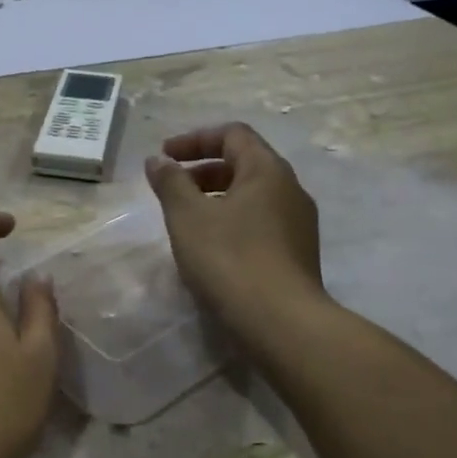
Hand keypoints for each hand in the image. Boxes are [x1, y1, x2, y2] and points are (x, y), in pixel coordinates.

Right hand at [146, 123, 327, 345]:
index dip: (195, 139)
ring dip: (216, 198)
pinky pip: (260, 222)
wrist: (280, 322)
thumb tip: (158, 160)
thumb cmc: (229, 259)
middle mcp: (290, 189)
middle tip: (171, 188)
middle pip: (244, 163)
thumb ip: (170, 182)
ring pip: (252, 196)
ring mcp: (298, 224)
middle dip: (203, 170)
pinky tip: (211, 249)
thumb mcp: (188, 216)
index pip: (233, 134)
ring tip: (187, 220)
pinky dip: (231, 221)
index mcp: (267, 170)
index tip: (165, 156)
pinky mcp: (297, 254)